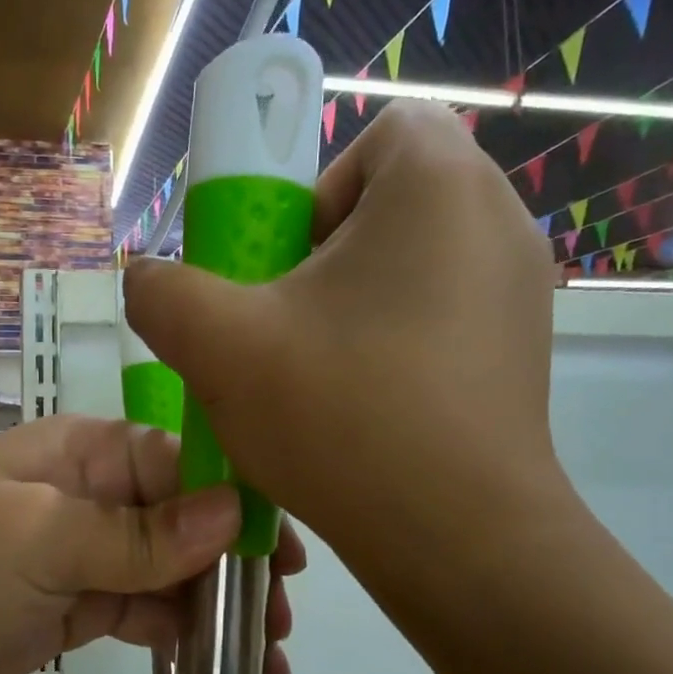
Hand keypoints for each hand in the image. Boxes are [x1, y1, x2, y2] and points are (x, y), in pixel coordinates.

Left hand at [0, 415, 303, 673]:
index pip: (182, 464)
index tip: (283, 551)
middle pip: (186, 520)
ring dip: (217, 607)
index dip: (237, 502)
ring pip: (172, 572)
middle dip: (235, 564)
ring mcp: (90, 552)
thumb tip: (233, 514)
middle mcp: (96, 494)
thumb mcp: (43, 540)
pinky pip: (146, 611)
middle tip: (282, 614)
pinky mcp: (82, 603)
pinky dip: (182, 634)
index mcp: (88, 453)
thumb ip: (138, 535)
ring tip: (268, 654)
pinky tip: (224, 664)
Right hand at [124, 101, 563, 560]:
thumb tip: (148, 280)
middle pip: (390, 202)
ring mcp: (522, 291)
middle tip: (290, 327)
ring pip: (414, 264)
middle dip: (325, 256)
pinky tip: (366, 408)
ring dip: (356, 305)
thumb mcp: (220, 346)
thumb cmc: (343, 417)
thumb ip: (162, 291)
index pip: (375, 135)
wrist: (459, 538)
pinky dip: (396, 343)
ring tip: (323, 376)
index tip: (285, 267)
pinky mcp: (523, 351)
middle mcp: (498, 219)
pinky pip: (443, 316)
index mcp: (439, 185)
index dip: (314, 192)